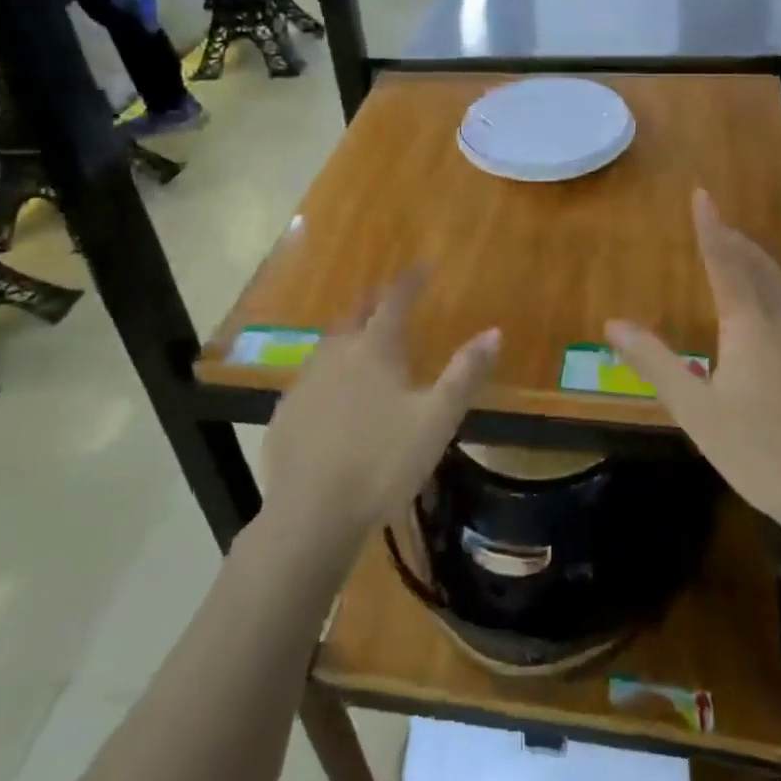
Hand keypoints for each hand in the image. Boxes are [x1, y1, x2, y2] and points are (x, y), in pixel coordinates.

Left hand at [259, 270, 499, 557]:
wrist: (310, 514)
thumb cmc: (382, 463)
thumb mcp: (436, 420)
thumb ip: (465, 374)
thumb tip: (495, 331)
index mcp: (375, 350)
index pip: (395, 301)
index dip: (411, 281)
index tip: (423, 266)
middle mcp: (336, 354)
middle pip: (356, 315)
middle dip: (375, 300)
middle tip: (389, 296)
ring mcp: (305, 382)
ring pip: (329, 344)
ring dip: (348, 332)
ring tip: (361, 337)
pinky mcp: (285, 412)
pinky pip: (310, 377)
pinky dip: (327, 370)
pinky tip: (330, 392)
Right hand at [605, 191, 780, 550]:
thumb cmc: (758, 451)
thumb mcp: (695, 410)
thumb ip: (655, 361)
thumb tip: (612, 323)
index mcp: (751, 322)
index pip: (726, 259)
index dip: (710, 226)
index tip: (702, 194)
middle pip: (759, 263)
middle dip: (735, 239)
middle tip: (717, 224)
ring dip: (762, 259)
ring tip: (745, 253)